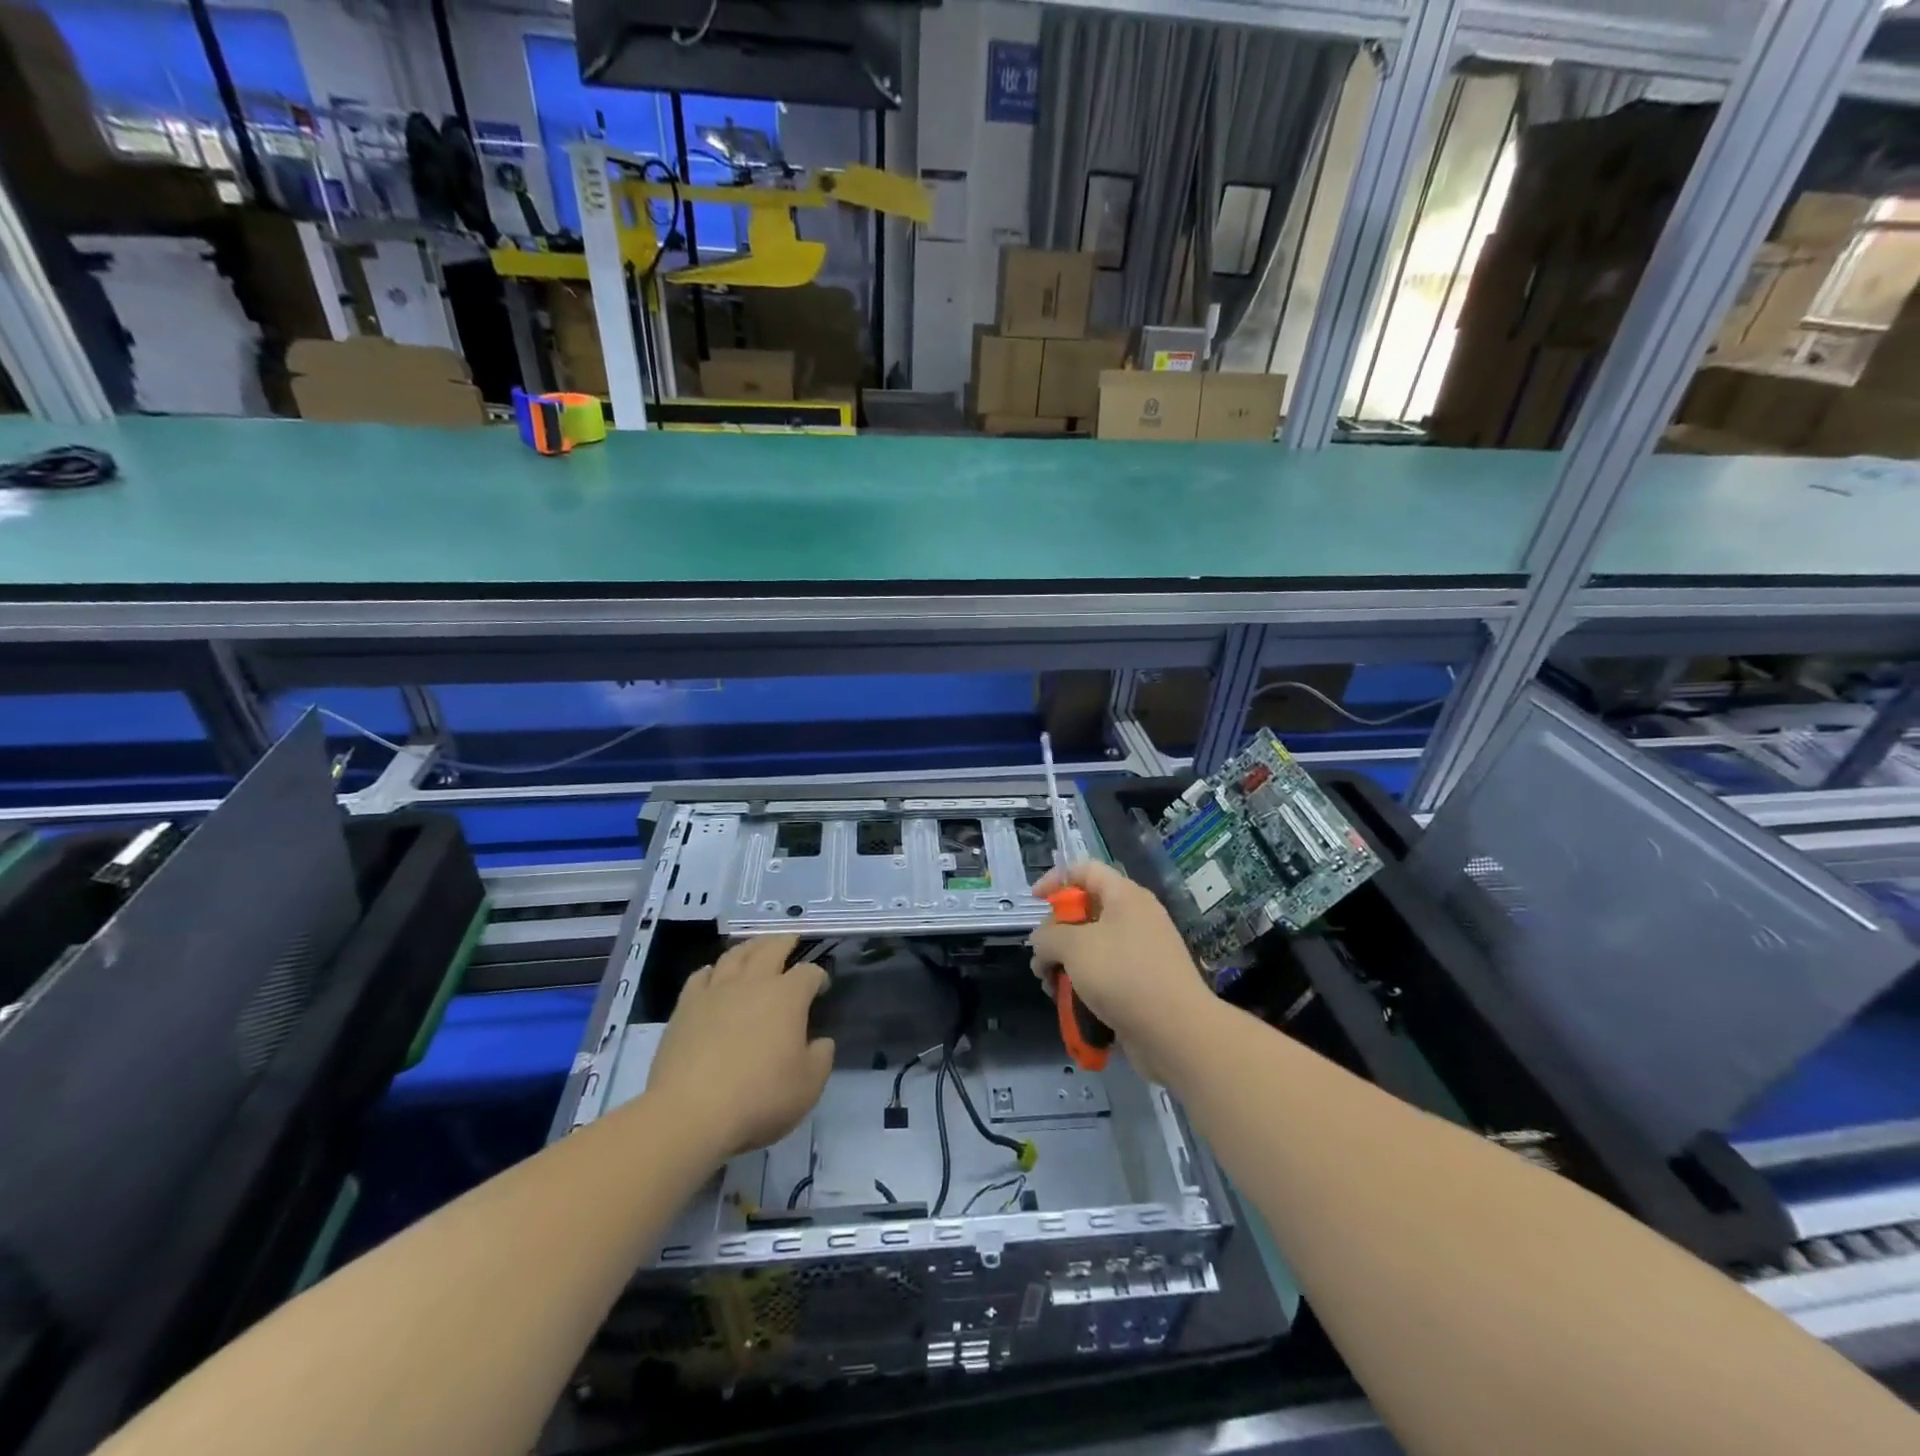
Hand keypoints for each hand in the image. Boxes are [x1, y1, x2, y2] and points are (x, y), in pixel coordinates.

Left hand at [644, 934, 834, 1159]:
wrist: (690, 1112)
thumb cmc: (759, 1097)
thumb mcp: (808, 1086)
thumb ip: (821, 1058)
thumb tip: (820, 1042)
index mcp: (787, 997)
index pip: (808, 973)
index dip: (818, 976)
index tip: (821, 987)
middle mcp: (753, 983)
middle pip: (771, 948)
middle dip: (784, 942)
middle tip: (790, 939)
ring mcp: (716, 992)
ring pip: (734, 956)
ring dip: (749, 947)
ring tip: (754, 947)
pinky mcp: (685, 1007)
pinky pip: (699, 977)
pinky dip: (711, 971)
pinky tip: (712, 974)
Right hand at [1029, 860, 1212, 1075]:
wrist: (1177, 1033)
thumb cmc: (1124, 976)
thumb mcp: (1073, 947)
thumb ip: (1047, 937)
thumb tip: (1042, 943)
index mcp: (1125, 896)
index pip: (1085, 870)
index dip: (1055, 879)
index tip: (1034, 902)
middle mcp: (1135, 919)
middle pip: (1084, 912)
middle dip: (1055, 935)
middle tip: (1040, 960)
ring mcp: (1140, 953)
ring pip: (1091, 948)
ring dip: (1065, 965)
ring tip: (1052, 988)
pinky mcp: (1141, 985)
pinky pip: (1104, 975)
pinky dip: (1084, 986)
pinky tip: (1071, 1007)